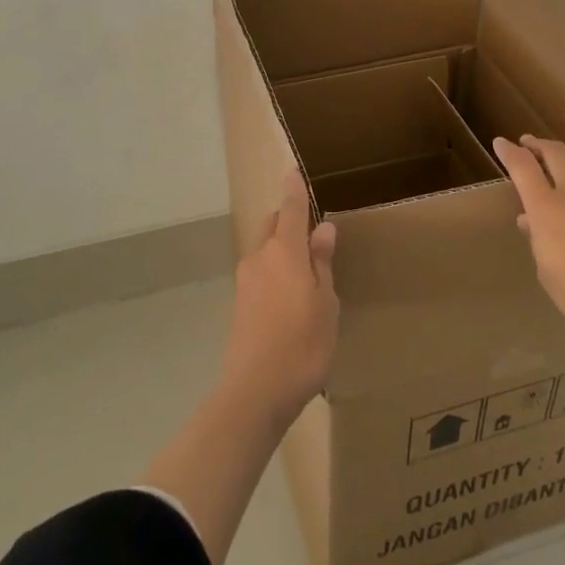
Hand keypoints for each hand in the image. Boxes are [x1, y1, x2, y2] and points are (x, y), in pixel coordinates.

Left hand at [222, 169, 338, 422]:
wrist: (255, 392)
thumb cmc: (302, 344)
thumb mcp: (325, 303)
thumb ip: (322, 263)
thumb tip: (323, 228)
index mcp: (284, 252)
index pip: (290, 210)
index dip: (294, 191)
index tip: (293, 171)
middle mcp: (259, 258)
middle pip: (272, 226)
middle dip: (288, 219)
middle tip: (311, 228)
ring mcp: (245, 281)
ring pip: (264, 249)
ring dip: (281, 247)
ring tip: (306, 266)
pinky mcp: (240, 303)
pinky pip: (260, 272)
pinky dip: (275, 269)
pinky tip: (290, 294)